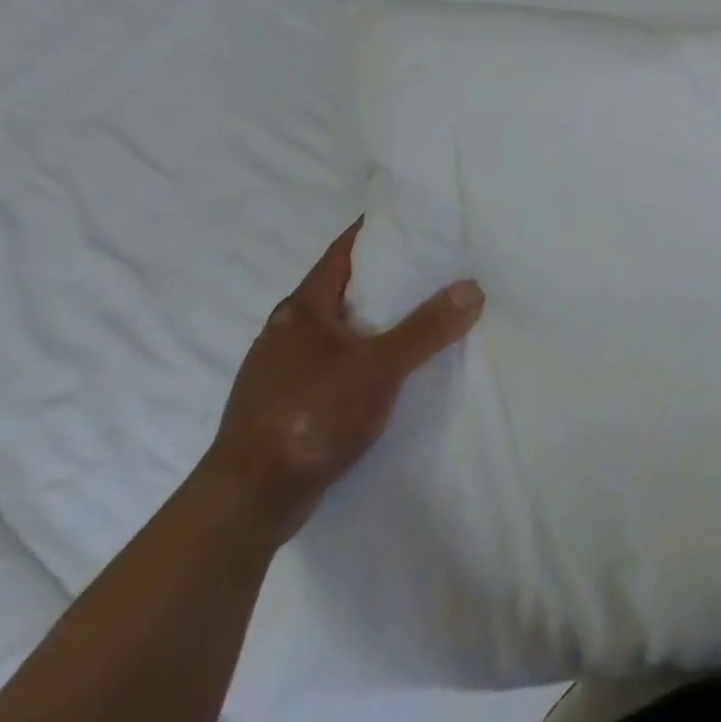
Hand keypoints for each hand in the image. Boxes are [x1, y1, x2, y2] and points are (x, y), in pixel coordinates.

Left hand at [201, 220, 483, 542]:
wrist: (248, 501)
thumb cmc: (310, 415)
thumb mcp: (380, 367)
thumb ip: (427, 327)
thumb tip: (473, 287)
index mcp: (302, 309)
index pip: (343, 252)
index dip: (376, 232)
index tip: (413, 220)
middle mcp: (285, 331)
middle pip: (341, 289)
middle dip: (382, 277)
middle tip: (431, 266)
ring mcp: (280, 370)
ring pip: (336, 329)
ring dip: (372, 320)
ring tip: (417, 315)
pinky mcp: (283, 405)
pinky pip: (331, 363)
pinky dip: (360, 355)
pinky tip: (386, 370)